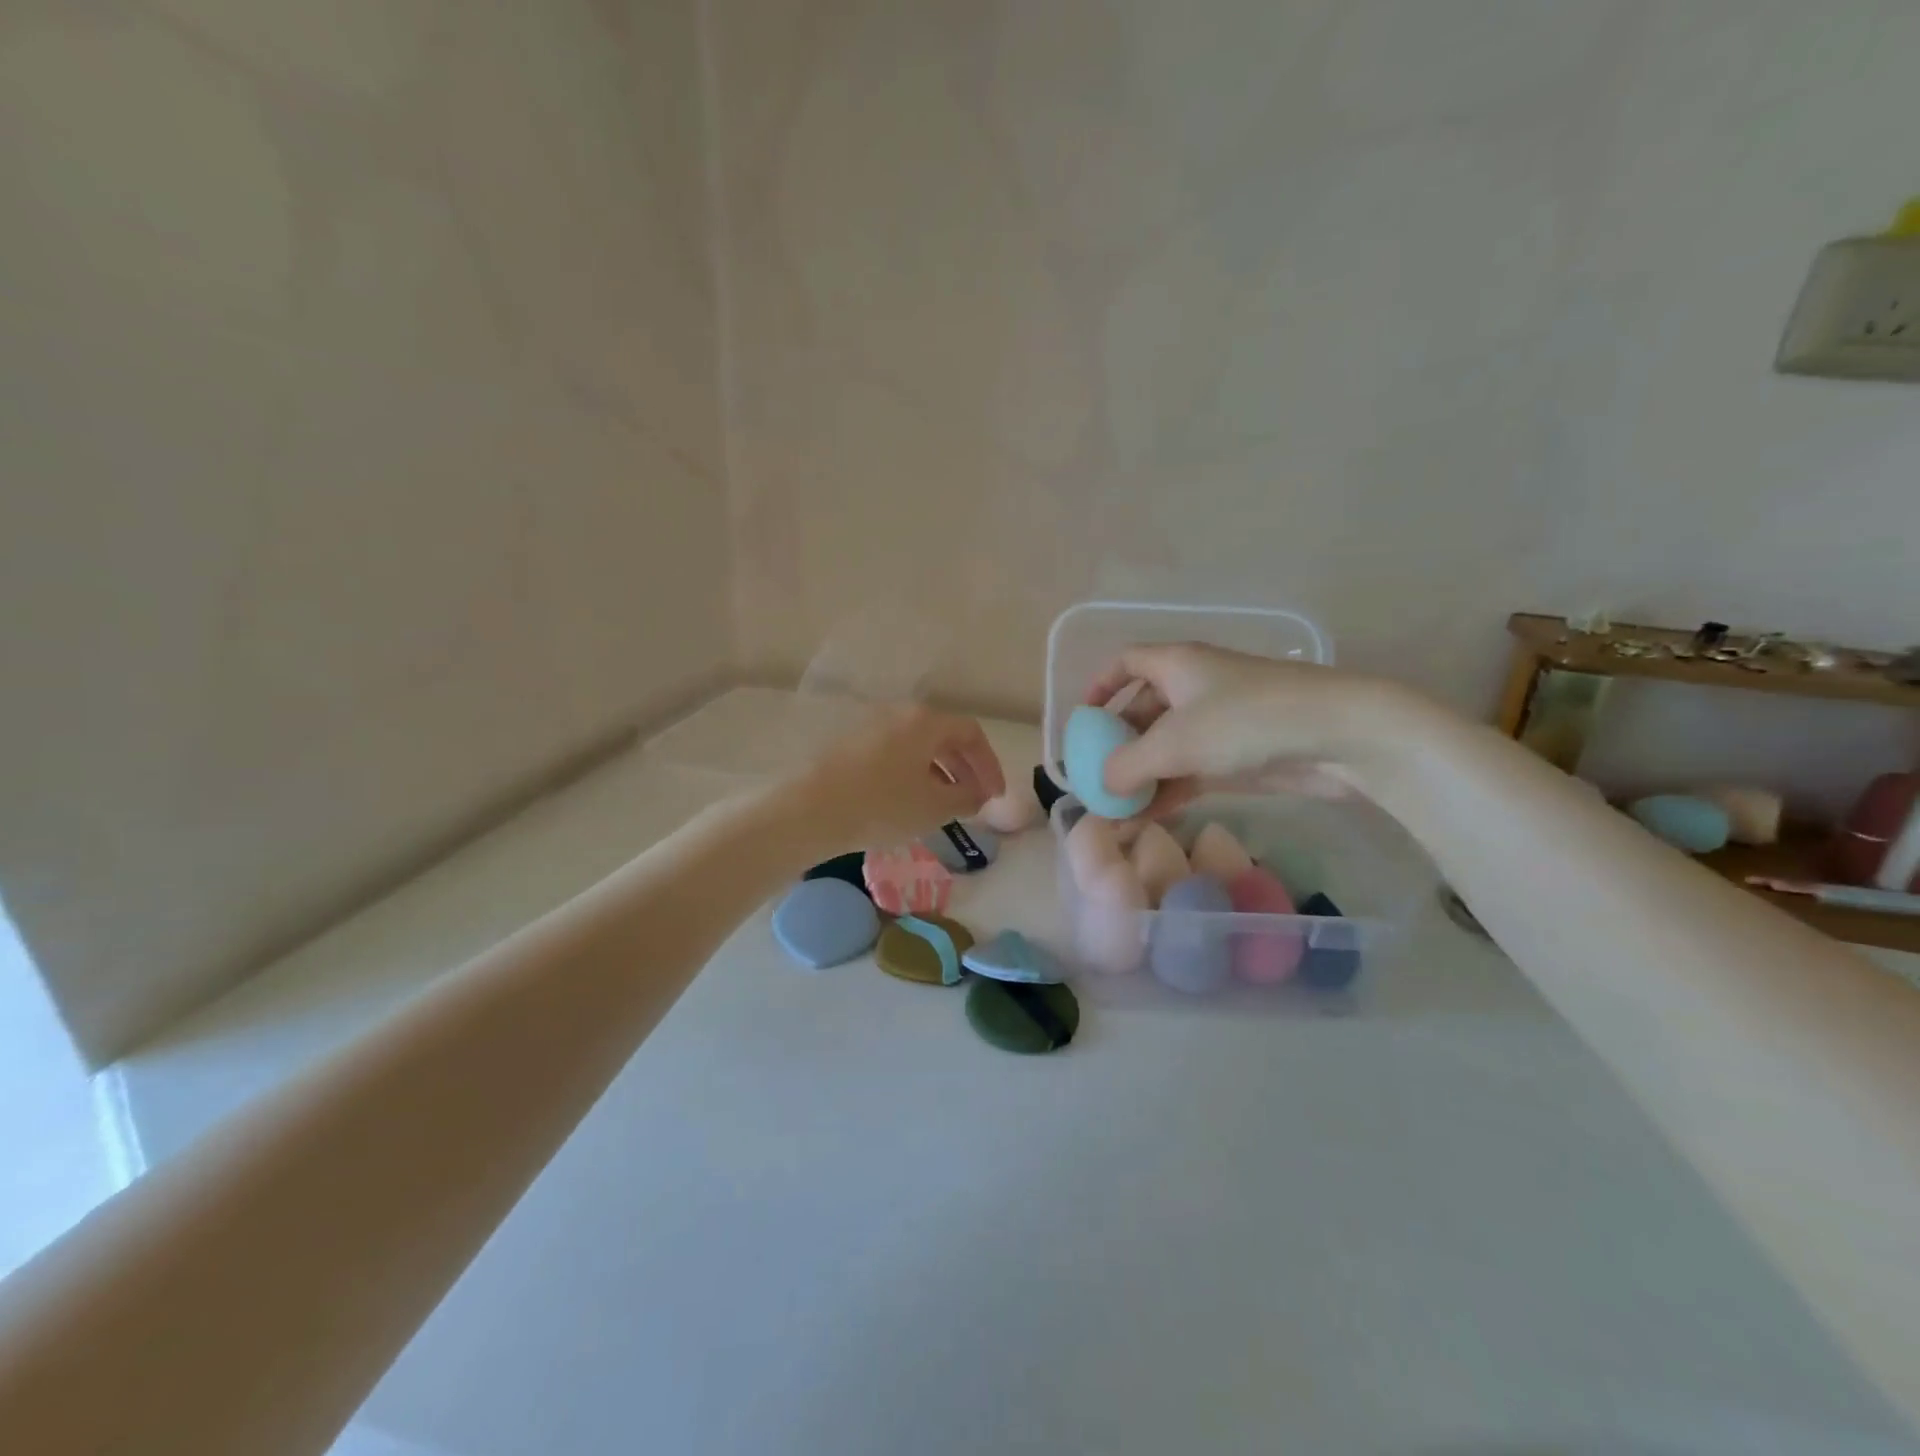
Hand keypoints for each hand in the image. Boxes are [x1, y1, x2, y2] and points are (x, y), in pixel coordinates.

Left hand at [787, 703, 1005, 852]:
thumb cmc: (881, 805)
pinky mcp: (851, 745)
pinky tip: (910, 802)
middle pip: (944, 736)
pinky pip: (895, 754)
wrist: (809, 810)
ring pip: (918, 746)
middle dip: (966, 768)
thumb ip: (966, 797)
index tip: (995, 795)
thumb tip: (979, 793)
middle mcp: (899, 715)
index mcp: (925, 722)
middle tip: (976, 799)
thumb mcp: (934, 807)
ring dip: (940, 772)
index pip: (971, 734)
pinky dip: (914, 773)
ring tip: (946, 804)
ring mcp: (871, 727)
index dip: (990, 764)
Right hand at [1084, 643, 1395, 817]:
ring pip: (1168, 746)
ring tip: (1116, 810)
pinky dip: (1169, 790)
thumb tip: (1101, 785)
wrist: (1338, 736)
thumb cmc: (1245, 721)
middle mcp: (1195, 687)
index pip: (1127, 662)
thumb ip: (1127, 764)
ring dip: (1142, 776)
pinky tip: (1148, 817)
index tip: (1084, 719)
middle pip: (1144, 710)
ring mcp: (1220, 722)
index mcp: (1177, 664)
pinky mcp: (1240, 755)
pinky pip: (1191, 770)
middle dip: (1118, 744)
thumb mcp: (1174, 742)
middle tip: (1096, 778)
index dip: (1101, 685)